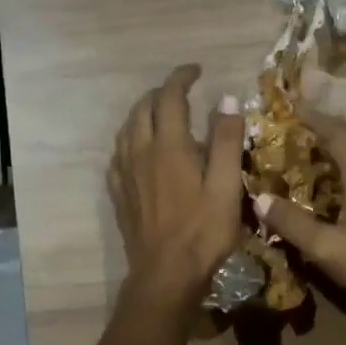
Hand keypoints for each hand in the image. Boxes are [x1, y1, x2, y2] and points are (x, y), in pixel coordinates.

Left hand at [109, 64, 243, 307]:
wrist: (165, 274)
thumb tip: (227, 99)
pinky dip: (130, 140)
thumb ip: (227, 141)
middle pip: (142, 108)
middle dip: (161, 93)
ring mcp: (125, 174)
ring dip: (142, 113)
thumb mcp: (227, 187)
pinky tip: (139, 150)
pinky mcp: (119, 195)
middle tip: (182, 93)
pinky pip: (118, 154)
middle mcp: (140, 152)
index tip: (196, 70)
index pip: (170, 97)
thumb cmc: (203, 232)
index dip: (181, 78)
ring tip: (160, 115)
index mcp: (169, 146)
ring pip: (126, 129)